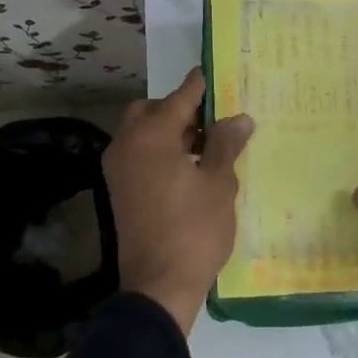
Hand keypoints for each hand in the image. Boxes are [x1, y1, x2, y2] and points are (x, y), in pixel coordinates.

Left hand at [103, 67, 253, 333]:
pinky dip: (158, 151)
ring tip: (205, 146)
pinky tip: (187, 168)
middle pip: (151, 112)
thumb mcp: (218, 183)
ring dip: (168, 131)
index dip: (198, 86)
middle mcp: (127, 146)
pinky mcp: (119, 191)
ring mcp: (118, 170)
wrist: (158, 285)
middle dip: (178, 110)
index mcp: (150, 137)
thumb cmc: (194, 229)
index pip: (178, 98)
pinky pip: (138, 155)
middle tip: (210, 120)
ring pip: (141, 134)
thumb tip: (239, 118)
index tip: (211, 72)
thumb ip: (225, 144)